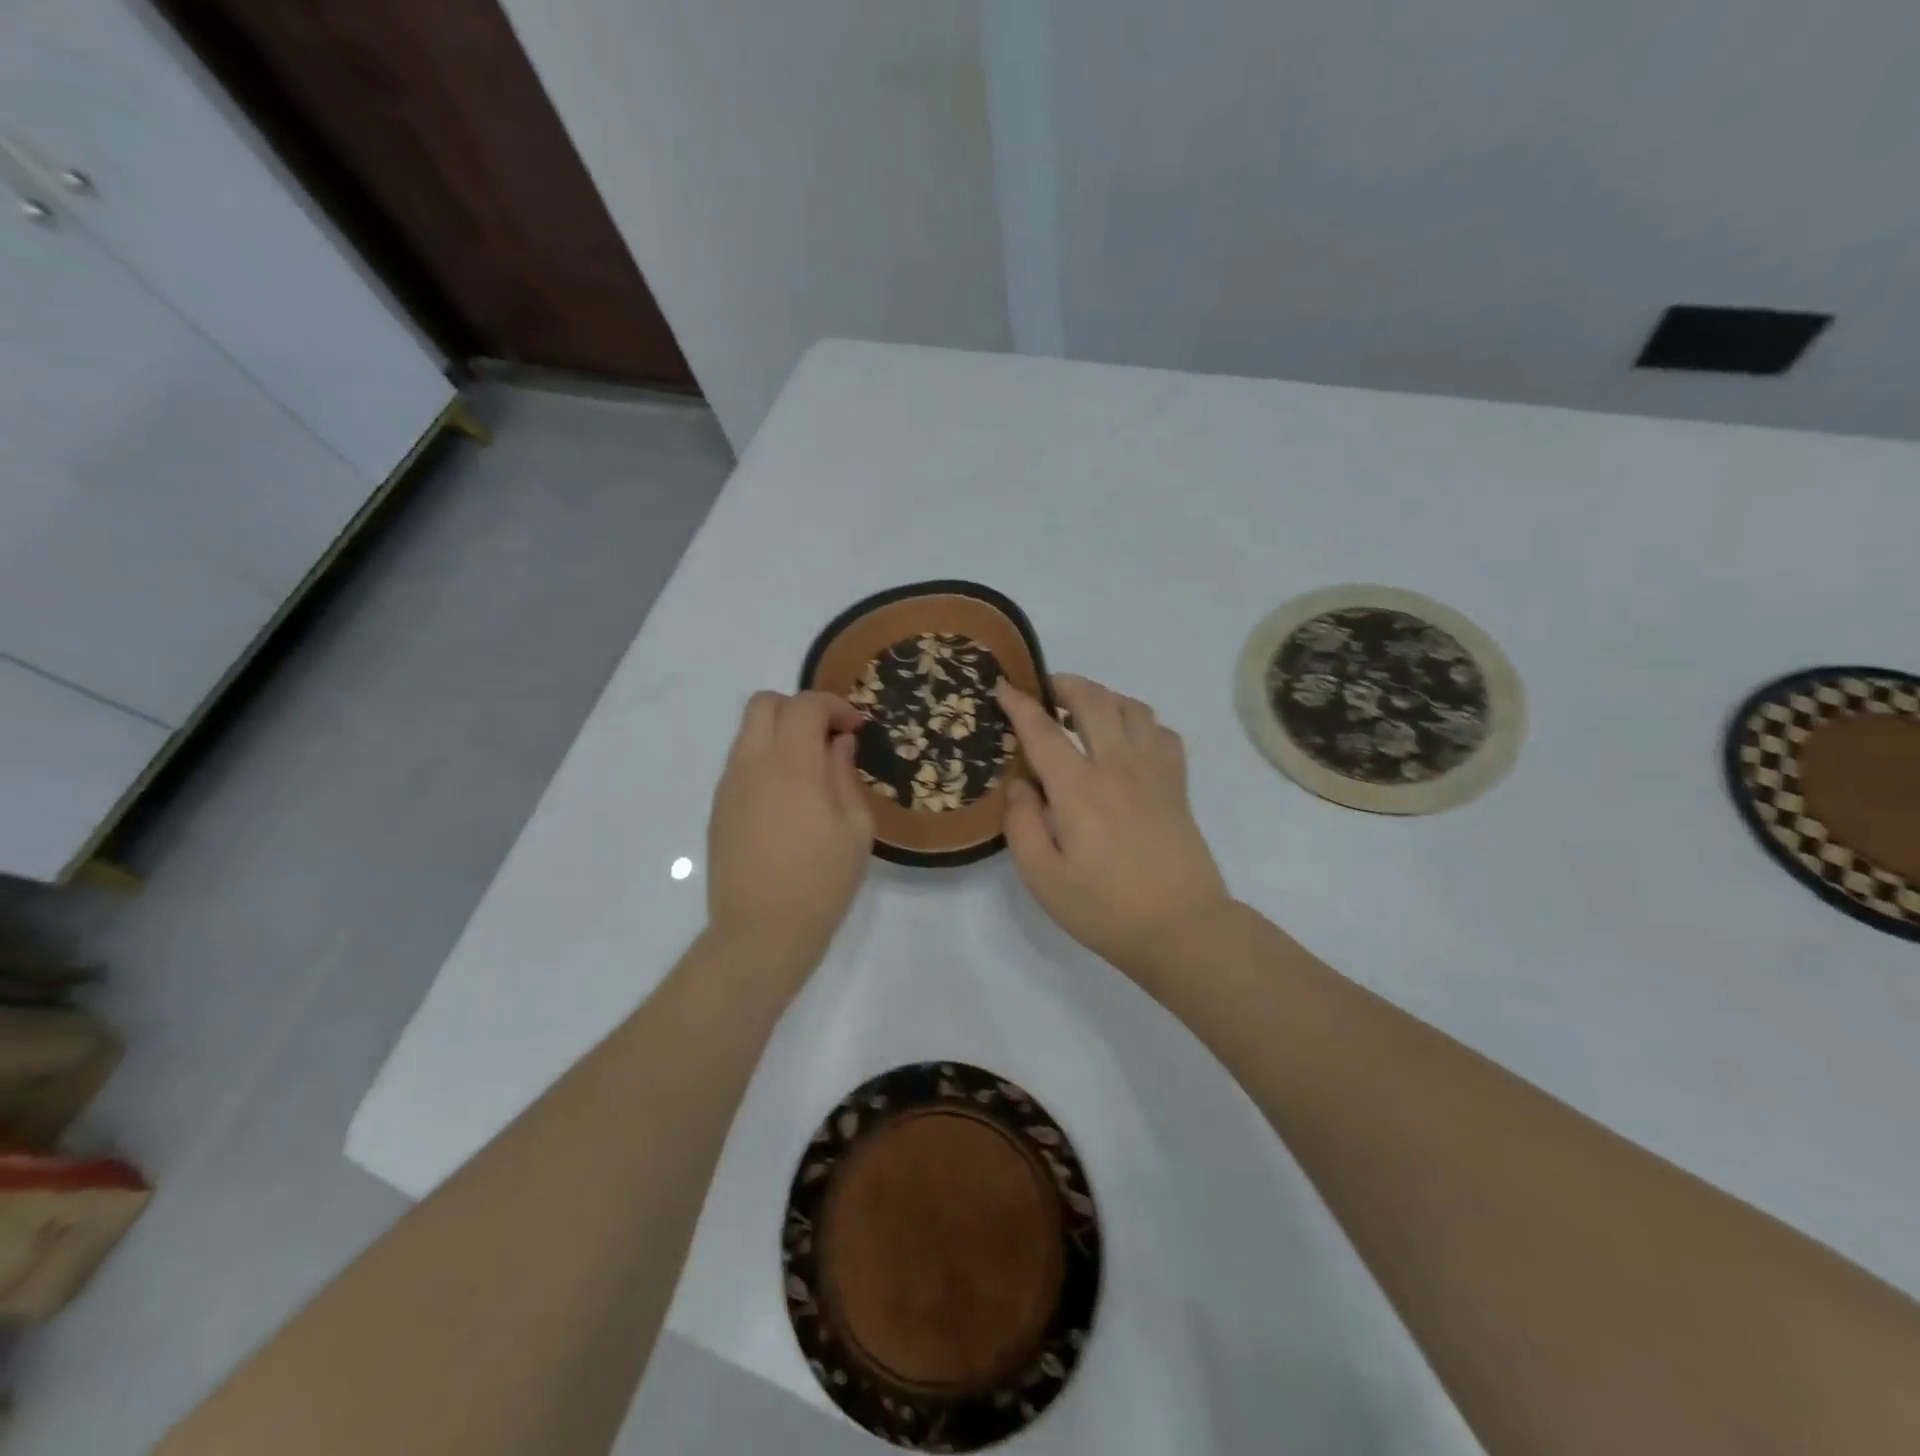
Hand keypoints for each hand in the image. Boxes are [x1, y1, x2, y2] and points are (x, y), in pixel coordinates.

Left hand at [707, 690, 874, 976]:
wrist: (760, 932)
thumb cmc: (821, 882)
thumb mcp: (855, 829)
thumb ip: (845, 776)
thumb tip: (838, 744)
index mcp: (792, 766)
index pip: (805, 705)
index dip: (834, 706)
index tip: (855, 729)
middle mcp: (752, 764)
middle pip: (764, 703)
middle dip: (799, 709)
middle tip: (827, 738)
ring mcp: (729, 785)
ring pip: (747, 731)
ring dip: (779, 733)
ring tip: (808, 769)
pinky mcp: (717, 808)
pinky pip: (740, 762)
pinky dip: (764, 760)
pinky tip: (786, 799)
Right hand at [997, 674, 1233, 979]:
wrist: (1182, 928)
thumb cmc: (1105, 908)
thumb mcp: (1043, 878)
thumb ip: (1021, 824)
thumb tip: (1018, 783)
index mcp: (1078, 788)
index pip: (1042, 729)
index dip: (1018, 703)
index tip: (1002, 686)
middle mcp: (1118, 766)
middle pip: (1093, 700)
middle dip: (1064, 684)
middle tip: (1043, 692)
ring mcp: (1154, 771)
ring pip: (1132, 707)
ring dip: (1103, 697)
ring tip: (1083, 712)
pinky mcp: (1177, 784)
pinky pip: (1161, 732)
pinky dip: (1140, 722)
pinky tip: (1127, 741)